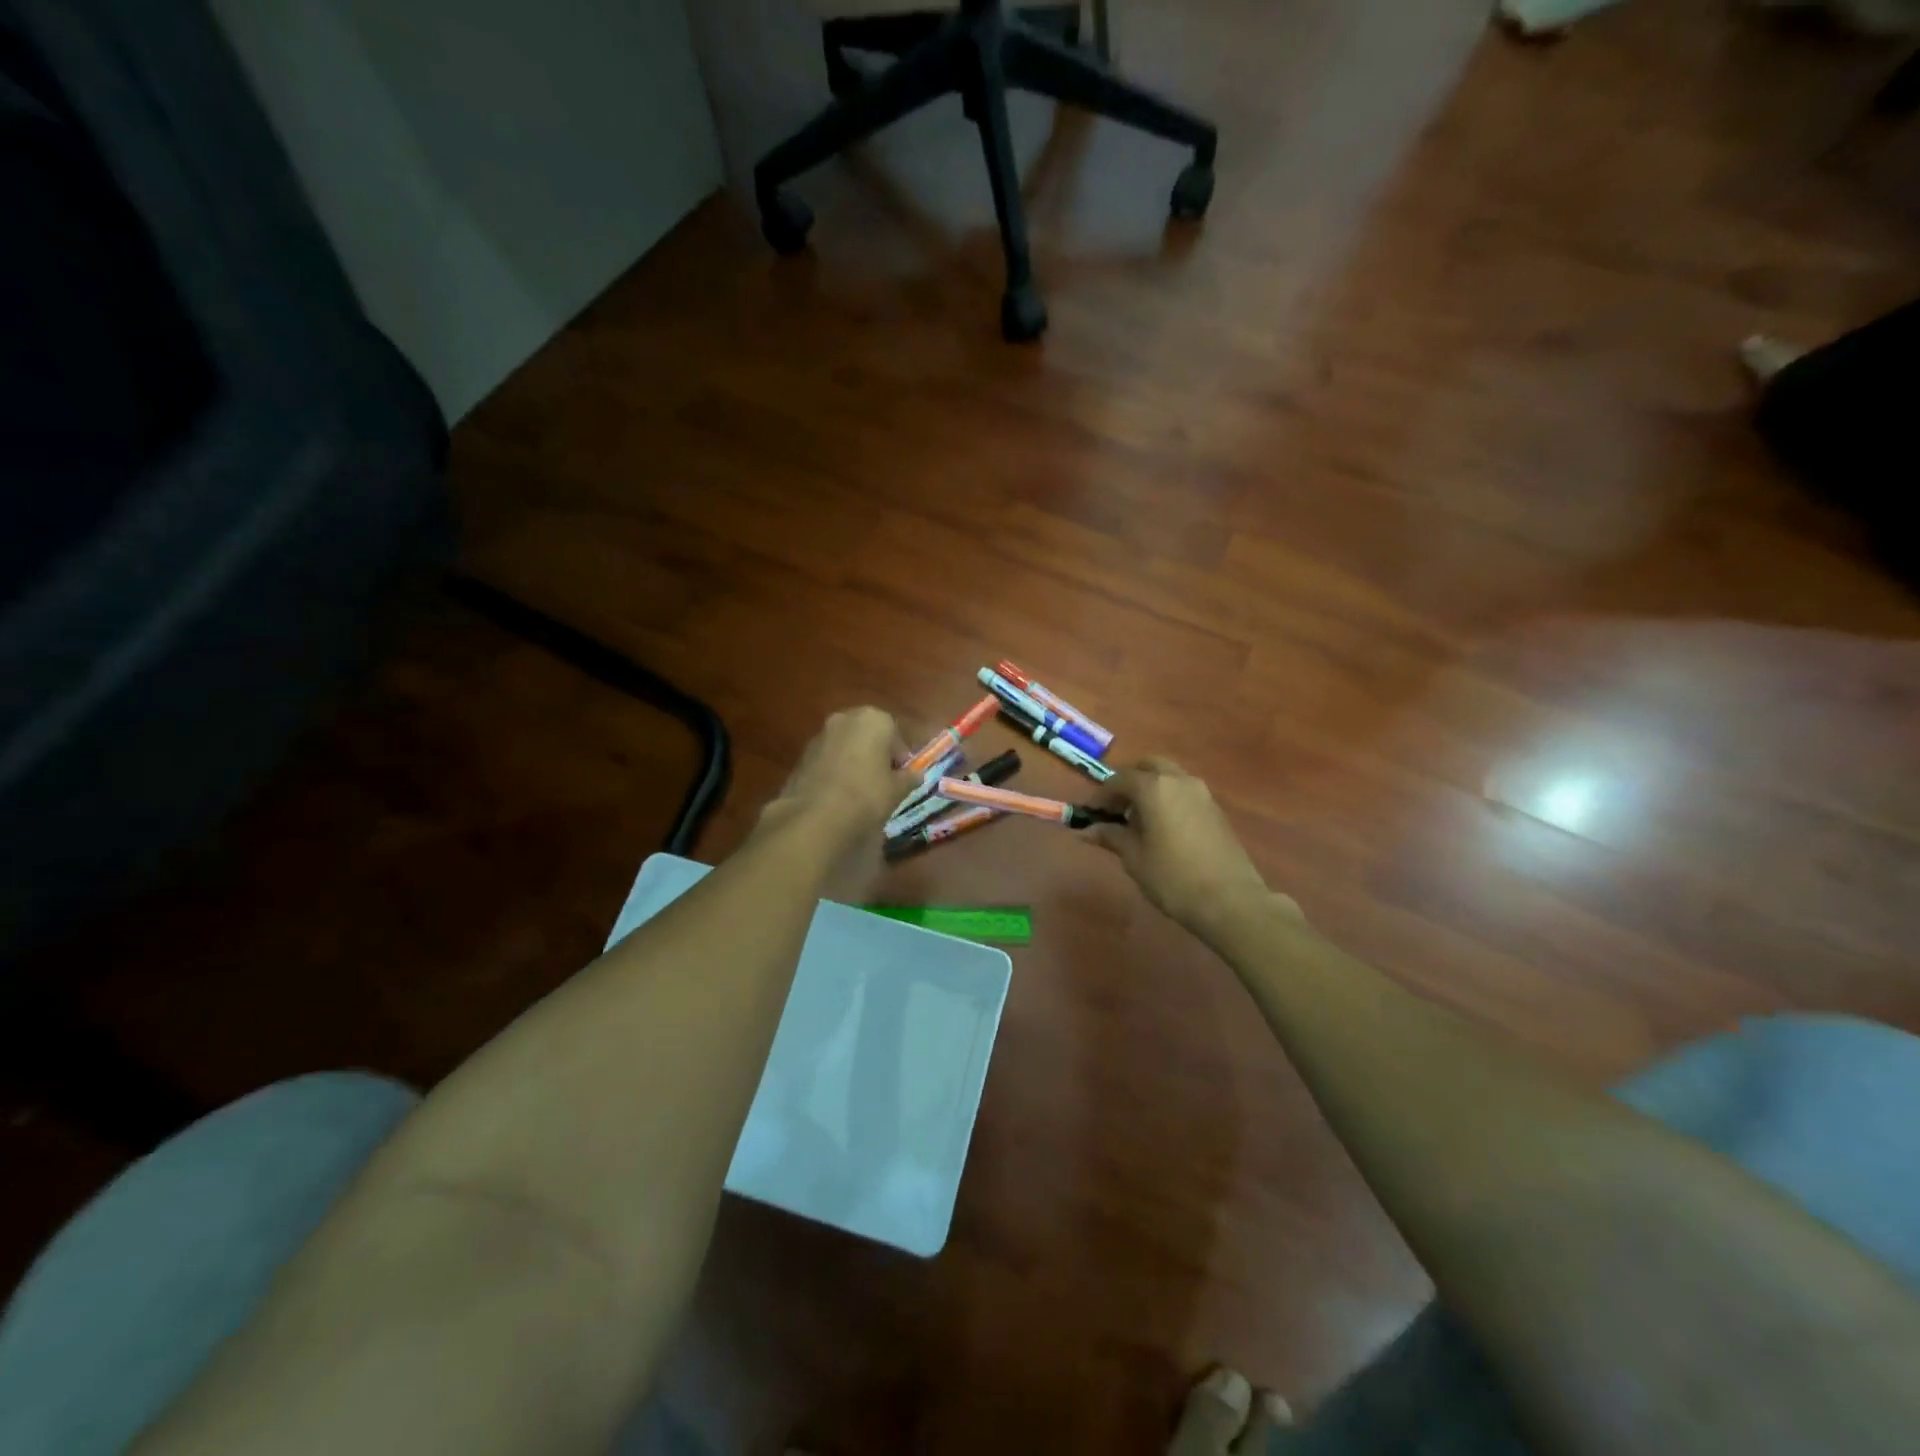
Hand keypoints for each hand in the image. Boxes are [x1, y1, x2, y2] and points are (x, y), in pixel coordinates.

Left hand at [760, 707, 919, 848]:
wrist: (818, 815)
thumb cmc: (868, 794)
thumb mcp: (897, 789)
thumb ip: (908, 778)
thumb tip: (915, 775)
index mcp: (873, 719)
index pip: (895, 734)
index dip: (900, 758)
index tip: (902, 777)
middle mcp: (845, 718)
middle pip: (867, 735)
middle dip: (876, 754)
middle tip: (882, 781)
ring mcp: (820, 735)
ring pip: (845, 745)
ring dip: (854, 761)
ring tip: (859, 790)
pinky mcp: (802, 755)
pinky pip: (827, 759)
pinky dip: (835, 770)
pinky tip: (838, 794)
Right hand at [1087, 757, 1296, 936]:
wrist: (1230, 900)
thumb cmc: (1173, 878)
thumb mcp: (1134, 858)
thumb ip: (1111, 837)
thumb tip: (1086, 830)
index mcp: (1154, 788)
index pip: (1119, 780)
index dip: (1101, 795)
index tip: (1089, 814)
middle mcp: (1179, 781)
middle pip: (1148, 767)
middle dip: (1128, 782)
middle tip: (1116, 809)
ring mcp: (1201, 793)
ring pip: (1169, 777)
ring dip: (1150, 788)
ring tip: (1137, 820)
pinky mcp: (1215, 809)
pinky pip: (1184, 792)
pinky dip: (1167, 799)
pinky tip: (1161, 828)